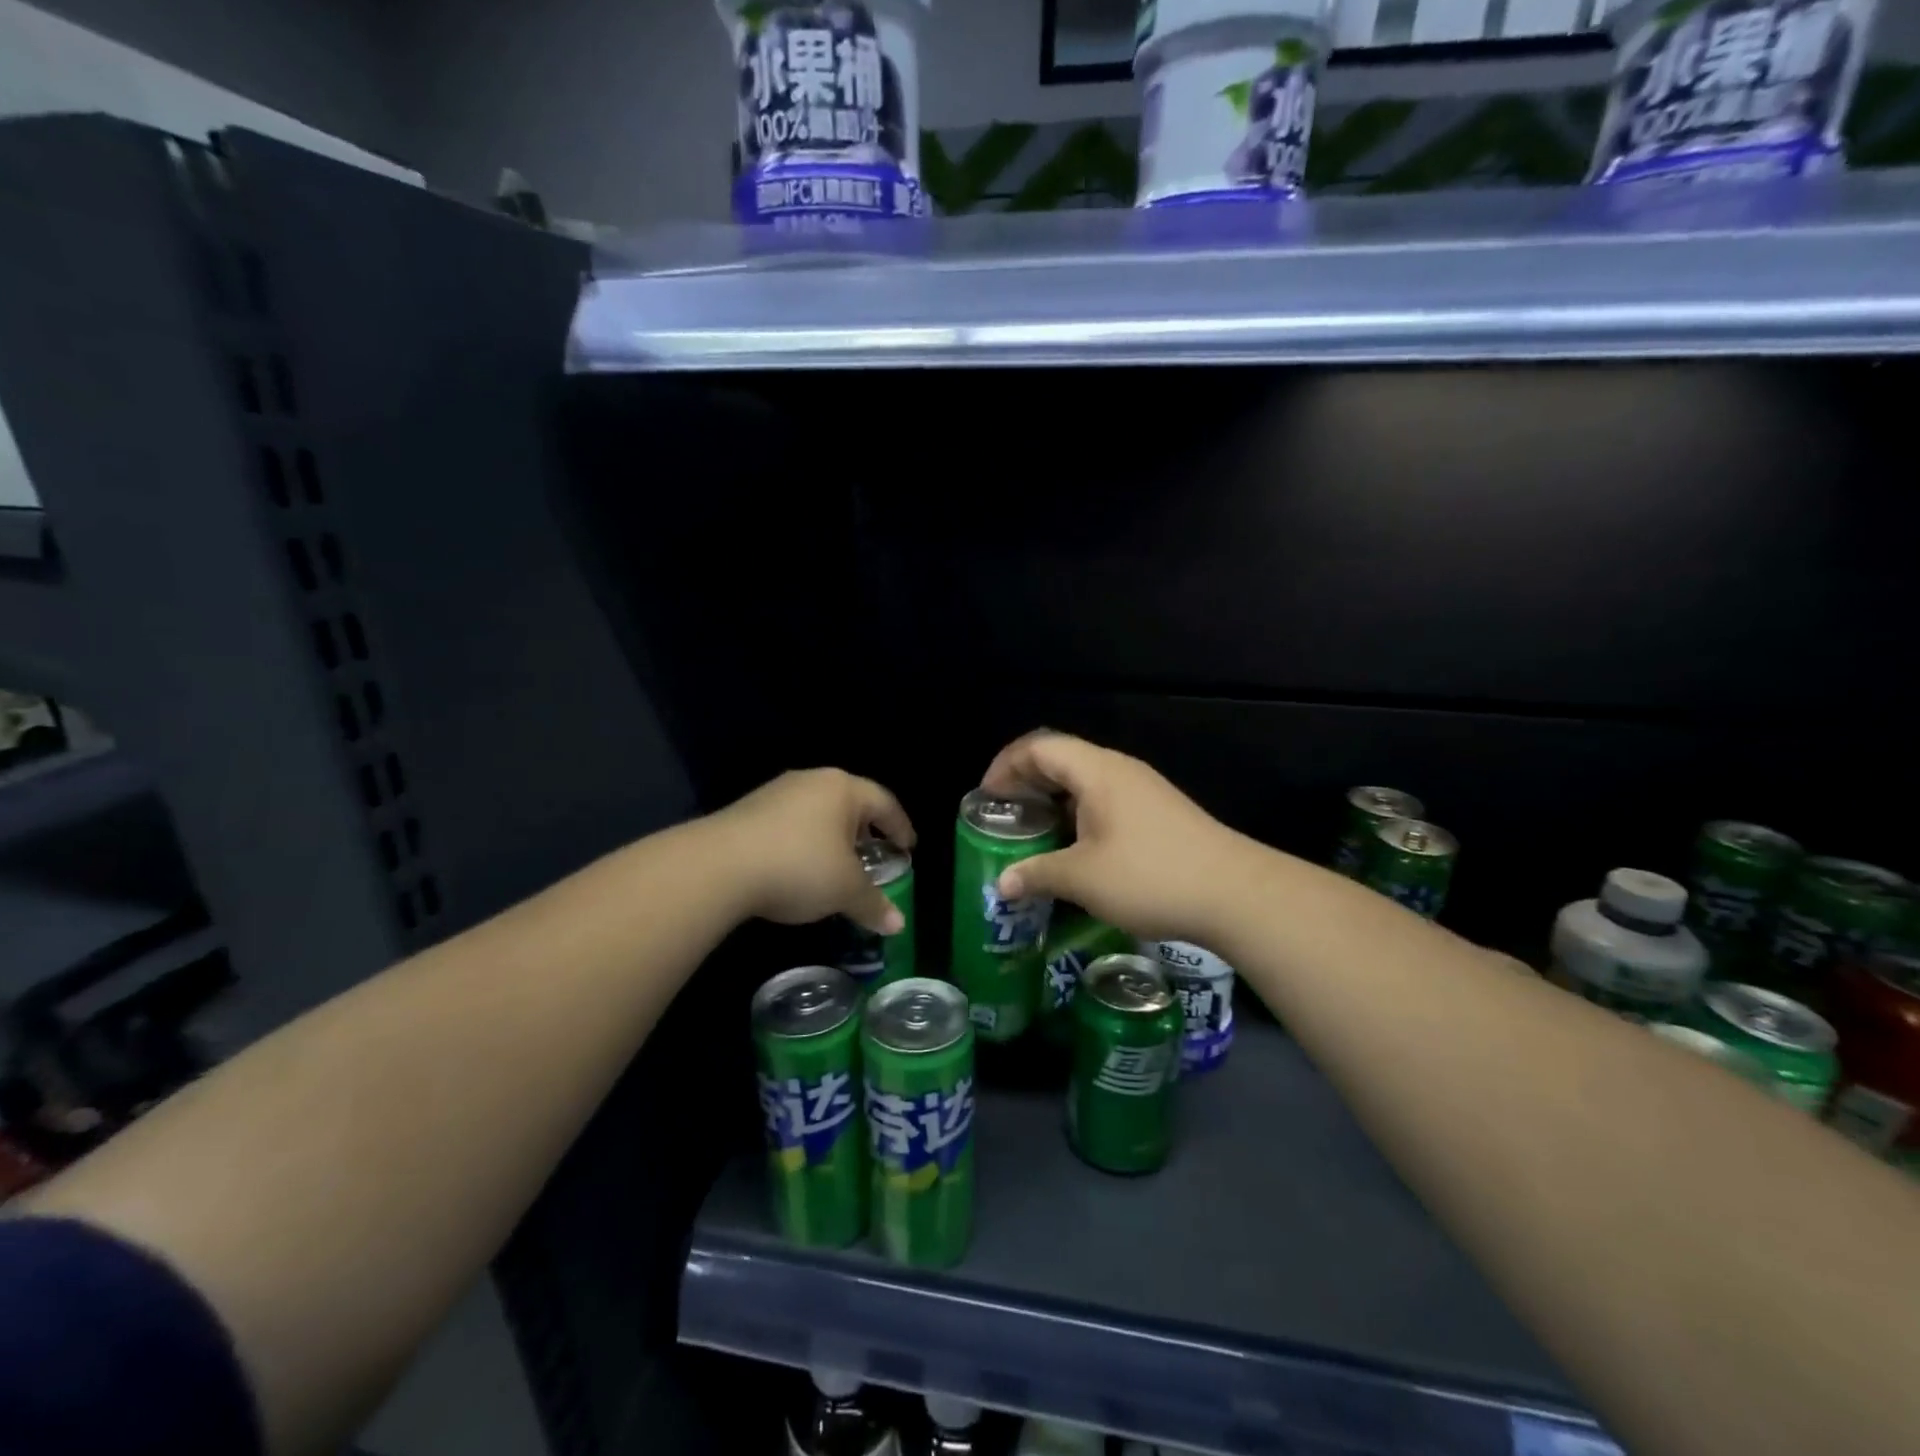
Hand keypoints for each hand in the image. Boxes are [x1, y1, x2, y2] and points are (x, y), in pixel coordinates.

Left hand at [706, 769, 915, 933]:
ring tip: (835, 866)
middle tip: (873, 856)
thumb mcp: (844, 889)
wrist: (719, 866)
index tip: (908, 848)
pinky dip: (803, 843)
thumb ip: (874, 904)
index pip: (884, 802)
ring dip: (831, 837)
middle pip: (849, 803)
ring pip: (817, 812)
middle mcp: (811, 781)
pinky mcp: (747, 811)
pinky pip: (789, 824)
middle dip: (864, 831)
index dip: (900, 826)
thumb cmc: (799, 866)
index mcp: (843, 789)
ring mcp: (776, 793)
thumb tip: (898, 925)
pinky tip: (798, 869)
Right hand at [980, 731, 1251, 941]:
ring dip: (1053, 803)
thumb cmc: (1151, 876)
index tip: (986, 797)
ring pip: (1084, 783)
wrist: (1236, 894)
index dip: (1005, 766)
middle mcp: (1119, 770)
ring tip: (1032, 835)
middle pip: (1061, 759)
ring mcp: (1142, 791)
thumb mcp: (1083, 878)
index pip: (1039, 747)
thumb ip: (1037, 874)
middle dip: (1026, 784)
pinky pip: (1105, 801)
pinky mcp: (1158, 814)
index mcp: (1097, 771)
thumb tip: (1003, 883)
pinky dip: (1077, 816)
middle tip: (1003, 817)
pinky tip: (1073, 850)